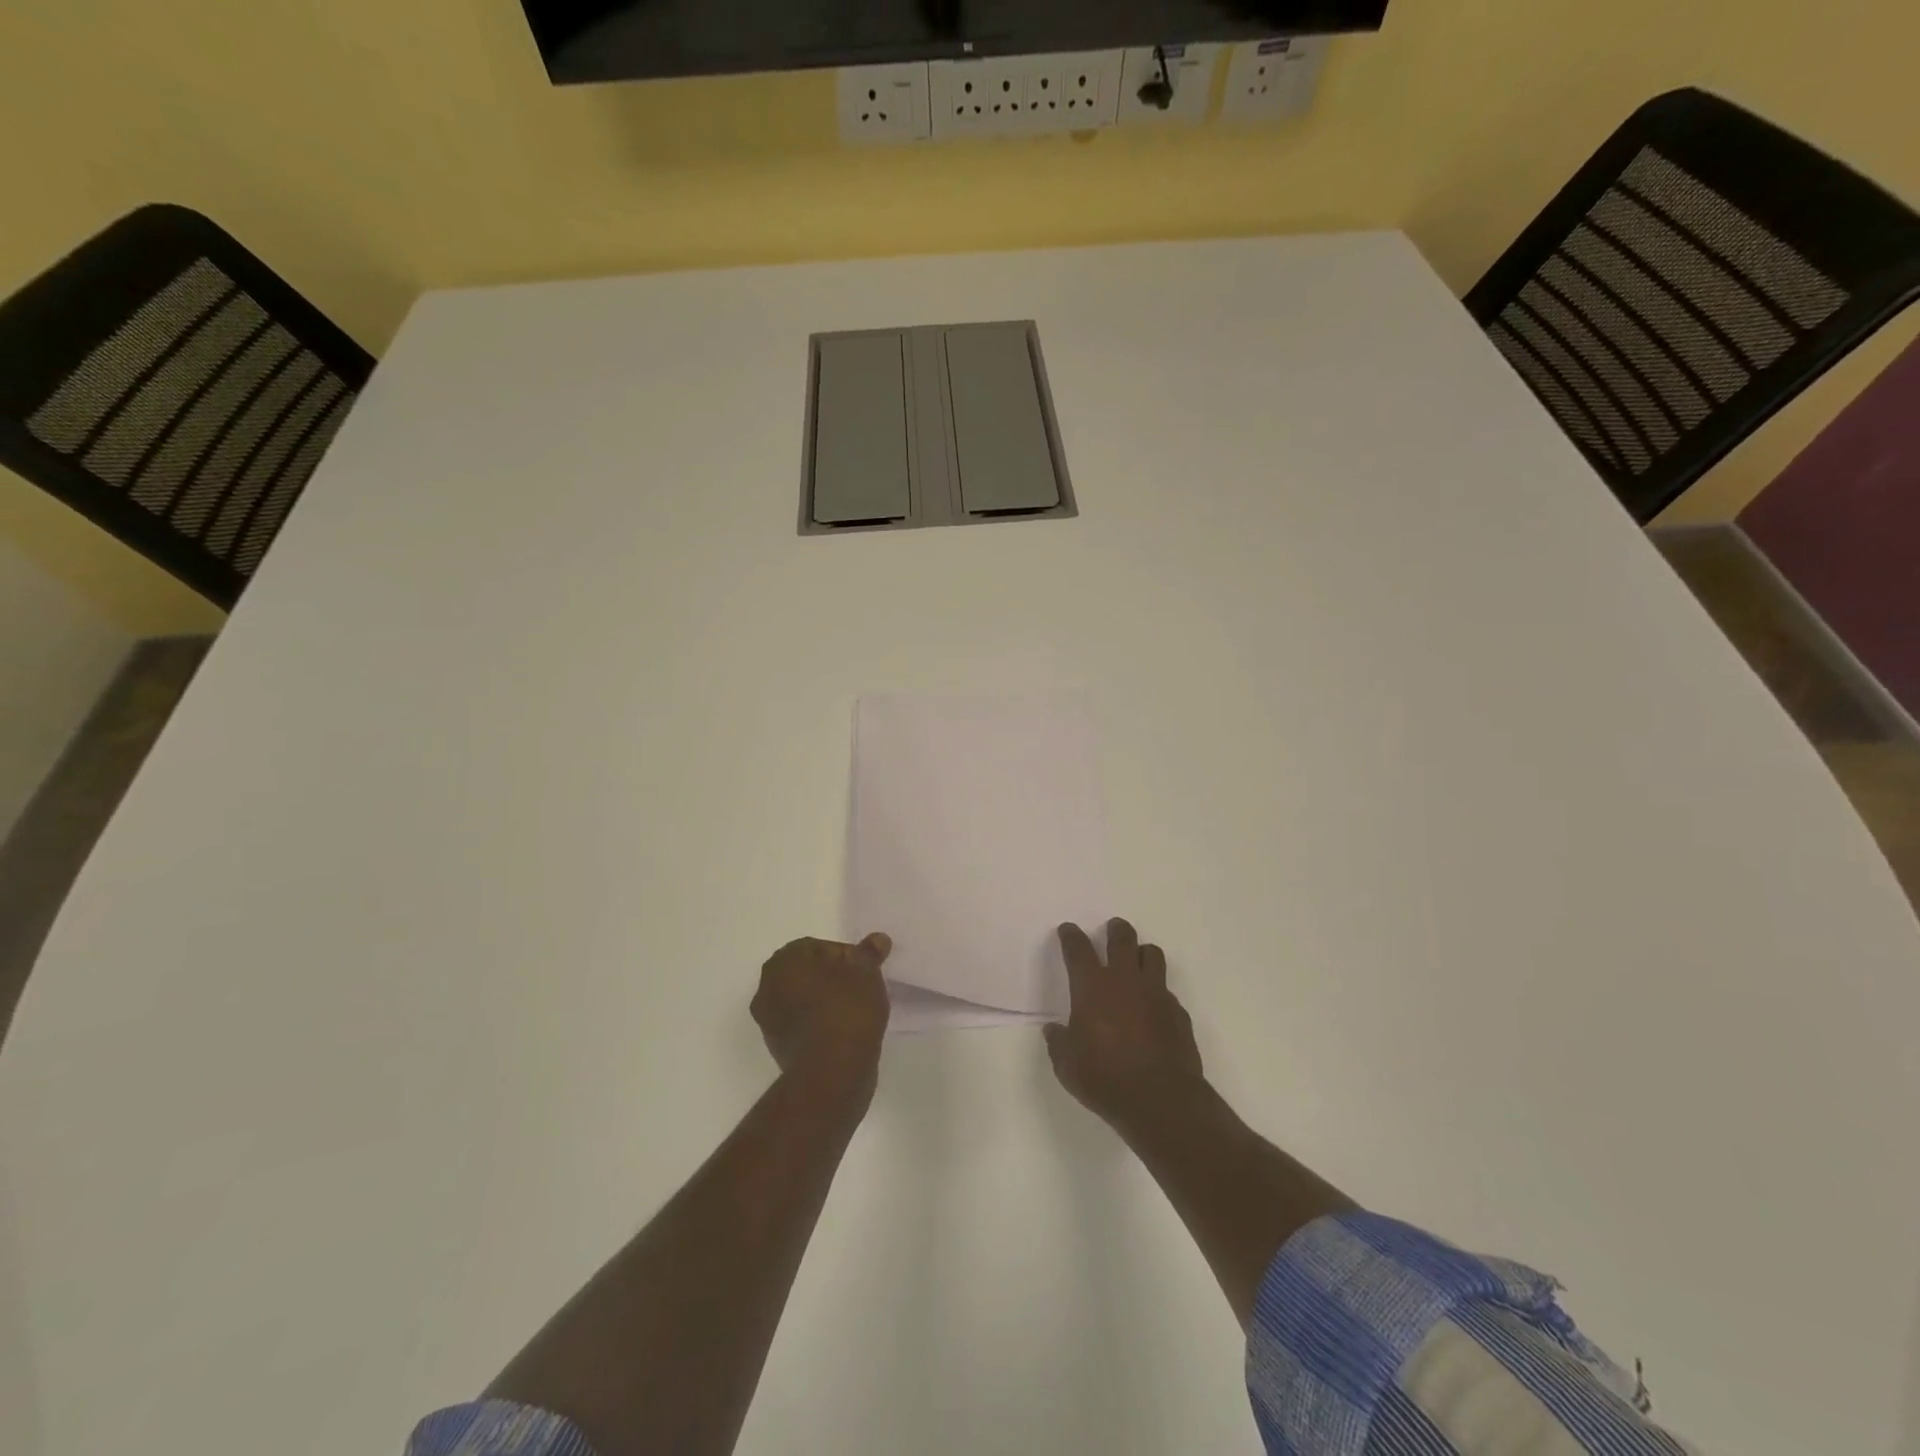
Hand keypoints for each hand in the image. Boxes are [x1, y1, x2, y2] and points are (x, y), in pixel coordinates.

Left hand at [752, 933, 891, 1101]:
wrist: (831, 1074)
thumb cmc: (846, 1011)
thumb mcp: (866, 973)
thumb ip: (869, 953)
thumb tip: (877, 939)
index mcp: (783, 962)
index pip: (817, 947)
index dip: (845, 955)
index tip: (864, 970)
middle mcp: (767, 988)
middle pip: (808, 973)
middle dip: (833, 977)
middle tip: (861, 987)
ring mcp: (769, 1021)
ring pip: (804, 1000)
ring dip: (826, 1002)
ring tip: (856, 1011)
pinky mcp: (778, 1049)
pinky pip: (803, 1025)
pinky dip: (821, 1024)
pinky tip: (844, 1031)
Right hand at [1044, 919, 1204, 1130]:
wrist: (1160, 1100)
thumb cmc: (1105, 1079)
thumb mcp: (1067, 1066)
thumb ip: (1059, 1043)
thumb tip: (1054, 1031)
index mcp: (1092, 987)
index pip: (1078, 949)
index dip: (1071, 936)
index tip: (1068, 930)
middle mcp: (1125, 981)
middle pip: (1122, 939)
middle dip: (1116, 930)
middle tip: (1112, 928)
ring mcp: (1156, 994)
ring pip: (1152, 955)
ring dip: (1142, 953)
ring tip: (1137, 960)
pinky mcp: (1178, 1012)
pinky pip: (1167, 991)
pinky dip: (1158, 992)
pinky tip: (1153, 1009)